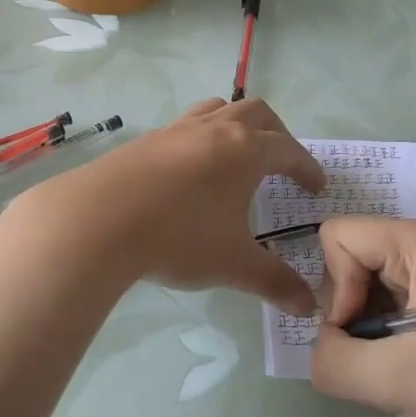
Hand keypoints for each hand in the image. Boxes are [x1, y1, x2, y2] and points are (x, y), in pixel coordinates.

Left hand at [26, 98, 326, 312]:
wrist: (99, 219)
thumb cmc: (179, 236)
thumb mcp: (234, 264)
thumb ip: (275, 282)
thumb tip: (308, 307)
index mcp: (246, 150)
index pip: (288, 149)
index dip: (307, 167)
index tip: (316, 185)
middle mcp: (215, 129)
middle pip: (257, 113)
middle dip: (277, 133)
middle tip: (283, 161)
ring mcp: (178, 129)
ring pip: (218, 109)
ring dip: (237, 123)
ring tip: (238, 152)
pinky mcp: (147, 139)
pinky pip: (186, 125)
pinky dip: (202, 136)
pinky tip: (191, 169)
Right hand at [310, 218, 415, 416]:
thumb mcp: (393, 379)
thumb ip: (332, 361)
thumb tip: (325, 348)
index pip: (337, 238)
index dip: (336, 288)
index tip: (363, 335)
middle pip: (351, 259)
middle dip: (354, 312)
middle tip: (384, 357)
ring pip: (370, 284)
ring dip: (372, 328)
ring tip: (404, 364)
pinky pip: (393, 299)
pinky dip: (392, 333)